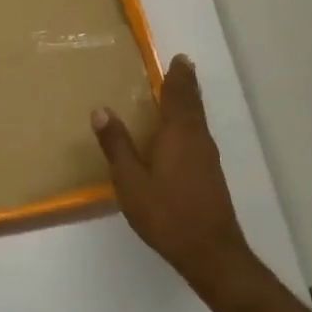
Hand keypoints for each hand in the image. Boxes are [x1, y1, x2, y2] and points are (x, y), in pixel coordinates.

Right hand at [93, 55, 253, 292]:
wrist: (210, 252)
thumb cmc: (166, 213)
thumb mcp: (130, 181)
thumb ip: (117, 145)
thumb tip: (101, 110)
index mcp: (178, 133)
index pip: (179, 95)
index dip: (178, 76)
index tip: (179, 58)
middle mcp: (197, 138)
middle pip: (193, 104)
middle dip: (186, 84)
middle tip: (181, 66)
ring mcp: (208, 157)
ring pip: (198, 120)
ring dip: (189, 103)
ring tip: (178, 94)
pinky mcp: (211, 174)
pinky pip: (198, 135)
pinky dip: (190, 123)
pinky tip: (180, 134)